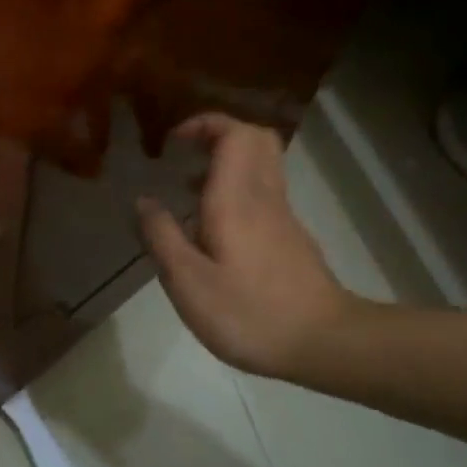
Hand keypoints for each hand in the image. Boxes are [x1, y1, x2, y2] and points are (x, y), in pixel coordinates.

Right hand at [137, 114, 354, 380]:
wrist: (323, 343)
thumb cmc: (248, 313)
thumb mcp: (188, 282)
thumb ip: (162, 236)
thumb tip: (143, 201)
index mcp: (237, 199)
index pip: (235, 133)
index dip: (205, 124)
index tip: (174, 141)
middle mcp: (264, 197)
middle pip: (255, 139)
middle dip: (218, 136)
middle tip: (184, 157)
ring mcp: (284, 216)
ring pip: (261, 166)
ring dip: (225, 166)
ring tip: (188, 194)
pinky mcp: (292, 238)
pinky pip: (263, 194)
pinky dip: (237, 192)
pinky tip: (213, 231)